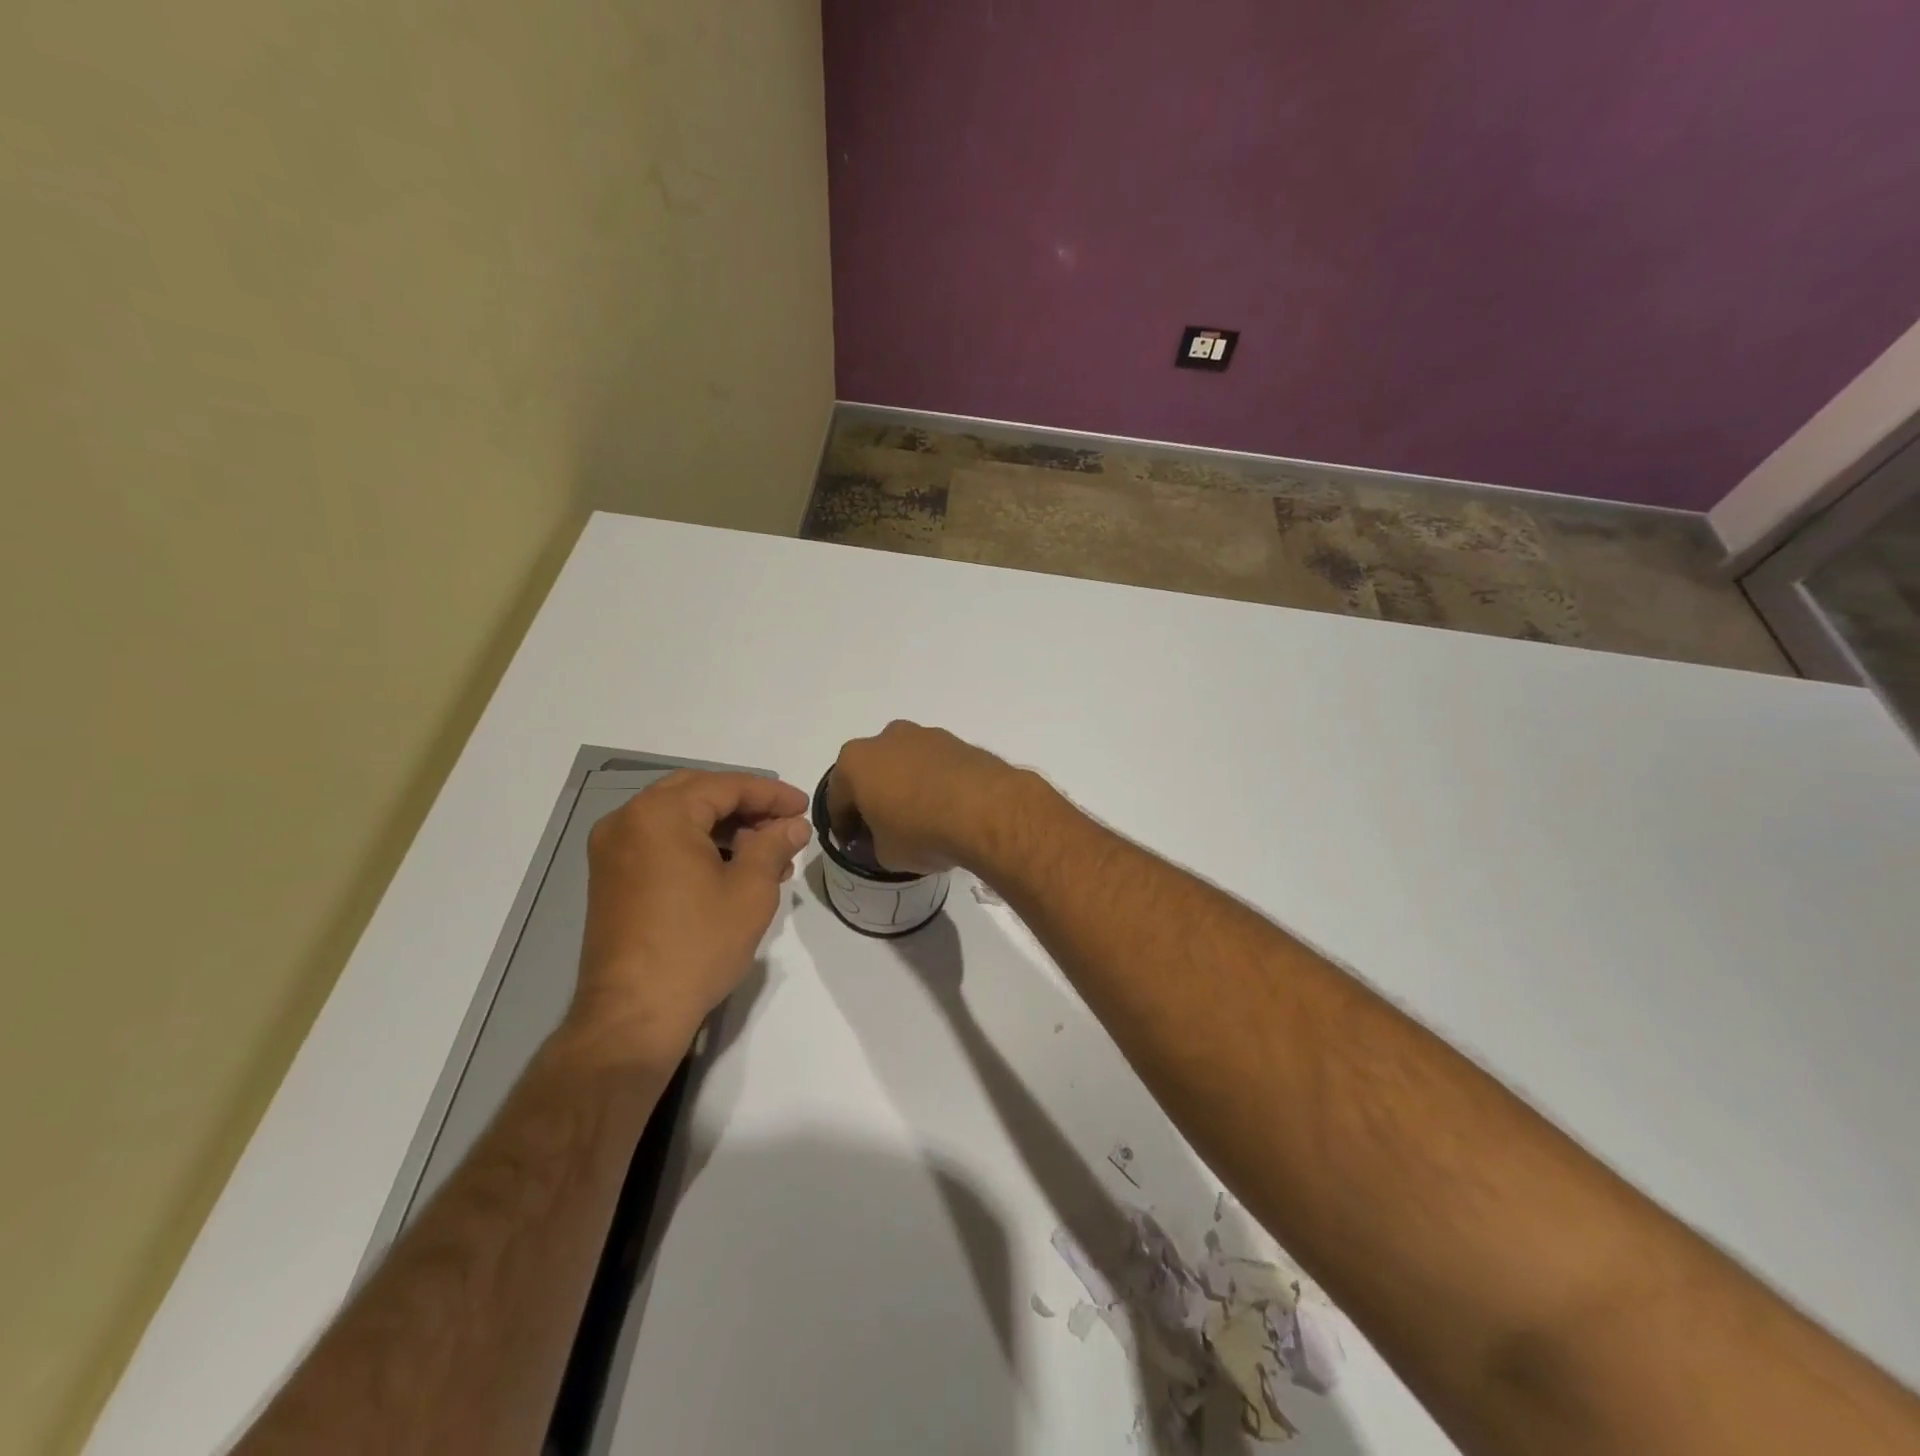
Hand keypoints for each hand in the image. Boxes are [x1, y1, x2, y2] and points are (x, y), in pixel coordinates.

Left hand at [570, 770, 810, 1066]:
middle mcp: (627, 821)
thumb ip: (774, 845)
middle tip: (785, 822)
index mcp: (659, 815)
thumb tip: (793, 825)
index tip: (804, 807)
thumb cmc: (697, 946)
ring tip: (768, 853)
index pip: (726, 786)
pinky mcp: (611, 878)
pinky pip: (661, 842)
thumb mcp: (749, 891)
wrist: (633, 1015)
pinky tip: (733, 868)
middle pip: (698, 793)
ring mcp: (613, 850)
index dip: (770, 794)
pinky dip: (698, 845)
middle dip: (746, 805)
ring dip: (724, 827)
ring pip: (679, 818)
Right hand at [827, 721, 1027, 874]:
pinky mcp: (958, 742)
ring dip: (906, 786)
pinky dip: (935, 783)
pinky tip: (946, 809)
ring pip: (905, 764)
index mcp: (855, 762)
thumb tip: (883, 839)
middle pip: (871, 773)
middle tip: (884, 828)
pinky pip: (936, 765)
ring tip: (921, 819)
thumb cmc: (921, 831)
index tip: (853, 844)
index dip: (843, 825)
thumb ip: (875, 844)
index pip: (837, 798)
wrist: (986, 810)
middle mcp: (886, 739)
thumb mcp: (886, 854)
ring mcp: (925, 735)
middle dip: (874, 798)